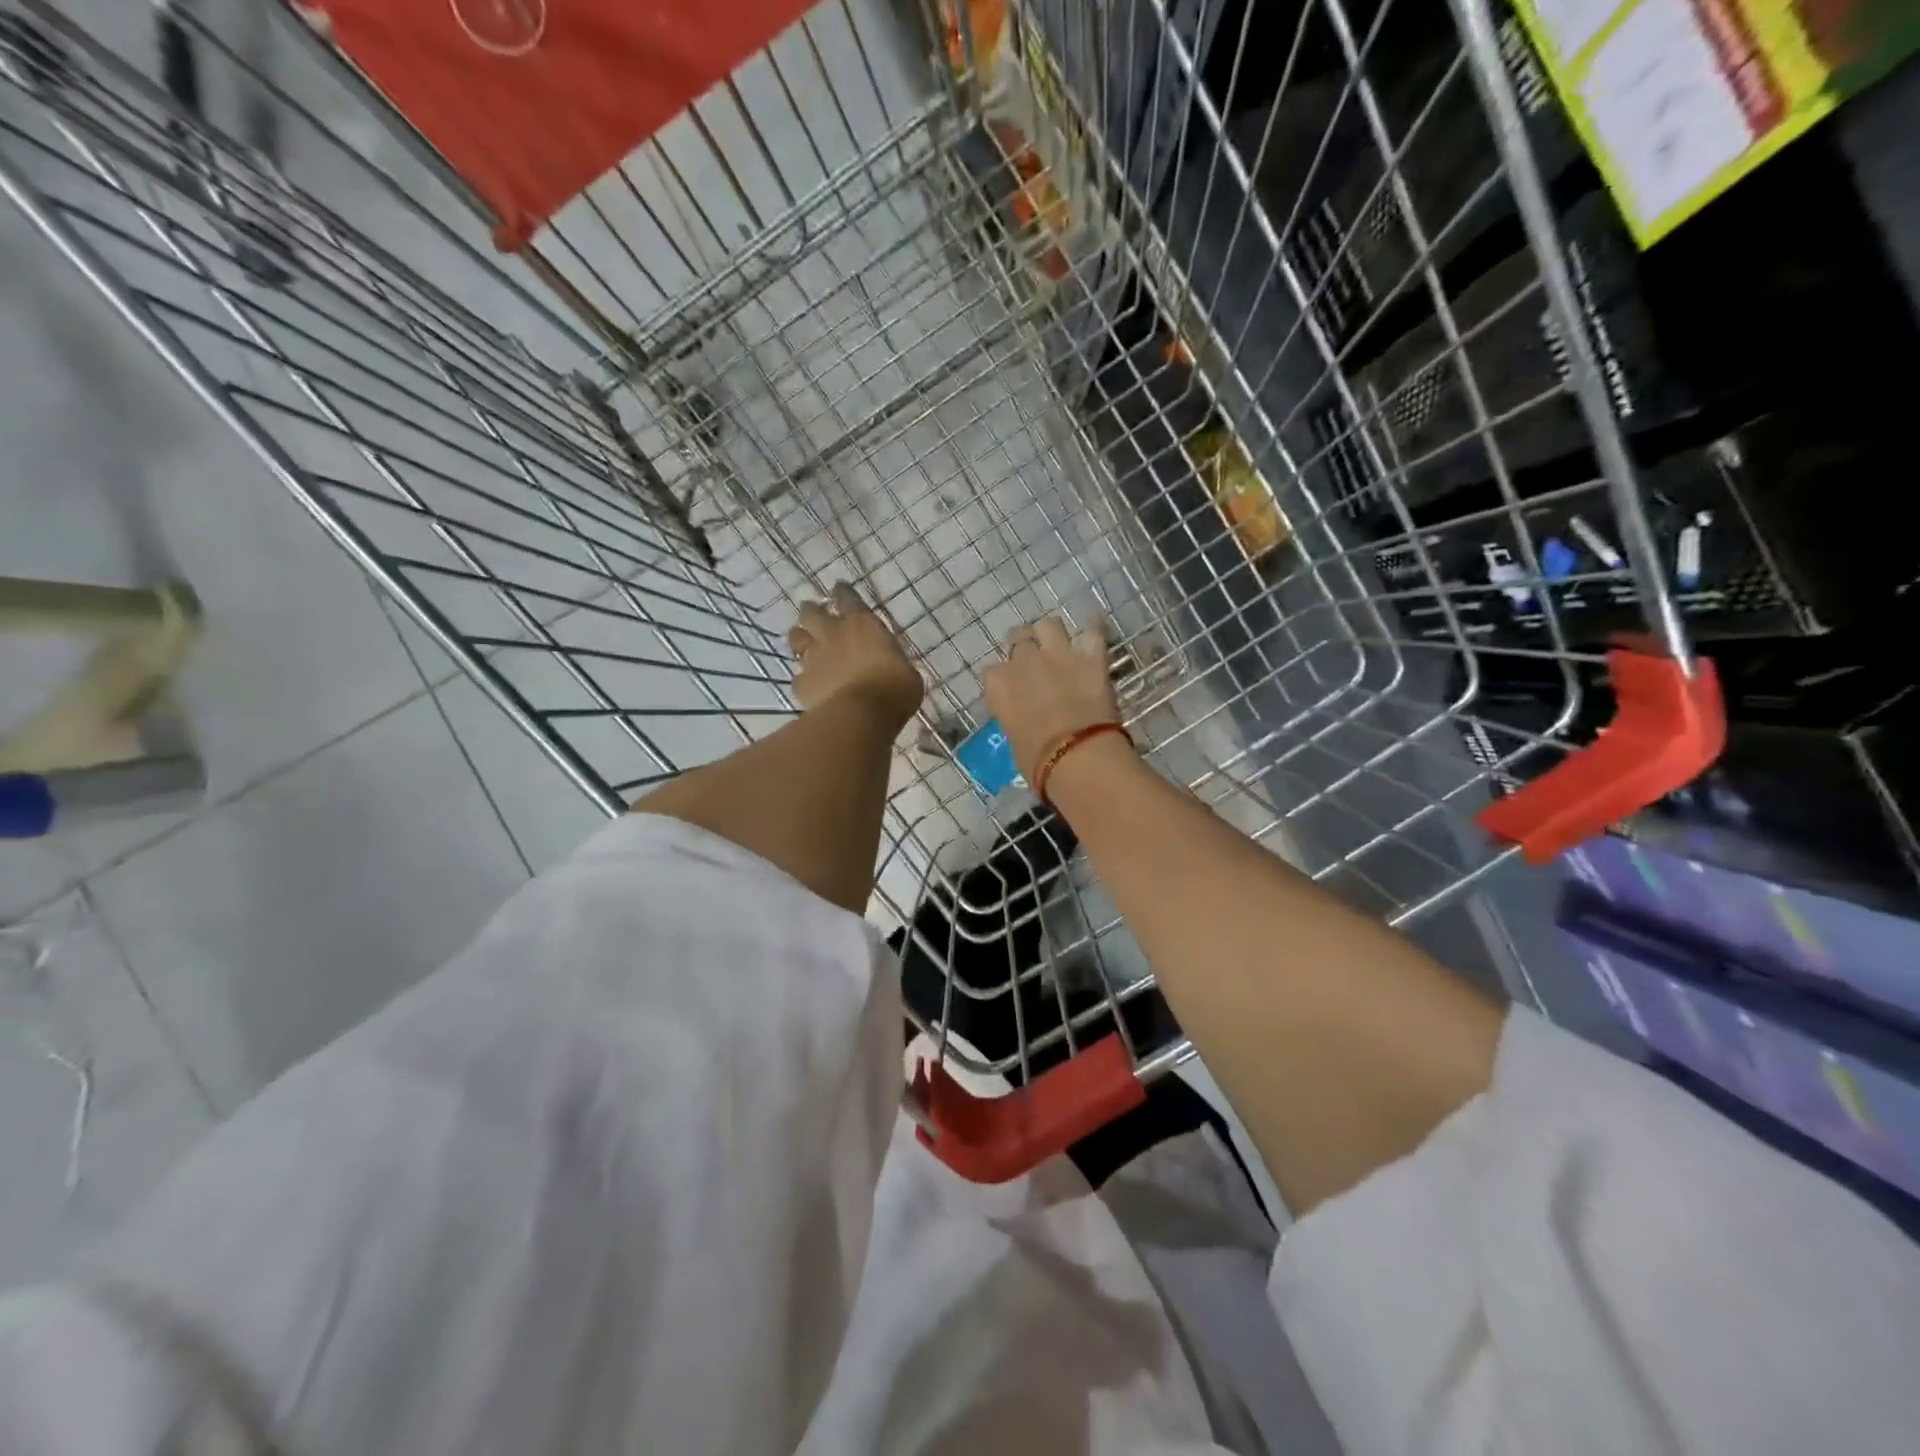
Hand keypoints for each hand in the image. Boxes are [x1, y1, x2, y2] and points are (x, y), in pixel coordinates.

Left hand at [788, 582, 923, 726]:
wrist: (862, 714)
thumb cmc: (894, 689)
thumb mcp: (906, 672)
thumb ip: (893, 663)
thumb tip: (892, 668)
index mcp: (862, 624)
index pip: (848, 598)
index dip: (842, 592)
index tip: (839, 588)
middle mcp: (833, 635)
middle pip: (812, 613)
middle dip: (812, 610)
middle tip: (813, 612)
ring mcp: (813, 658)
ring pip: (797, 639)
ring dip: (800, 638)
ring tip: (802, 641)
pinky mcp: (802, 683)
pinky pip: (798, 676)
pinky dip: (804, 678)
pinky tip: (809, 685)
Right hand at [980, 615, 1122, 783]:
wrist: (1077, 757)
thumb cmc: (1037, 762)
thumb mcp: (1014, 739)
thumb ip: (1017, 718)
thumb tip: (1027, 719)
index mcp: (998, 685)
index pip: (992, 672)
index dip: (1004, 679)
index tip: (1012, 689)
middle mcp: (1023, 661)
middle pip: (1019, 638)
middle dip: (1025, 647)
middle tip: (1034, 662)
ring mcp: (1058, 655)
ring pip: (1049, 625)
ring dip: (1051, 634)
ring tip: (1058, 645)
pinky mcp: (1091, 657)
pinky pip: (1093, 630)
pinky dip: (1094, 630)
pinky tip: (1094, 631)